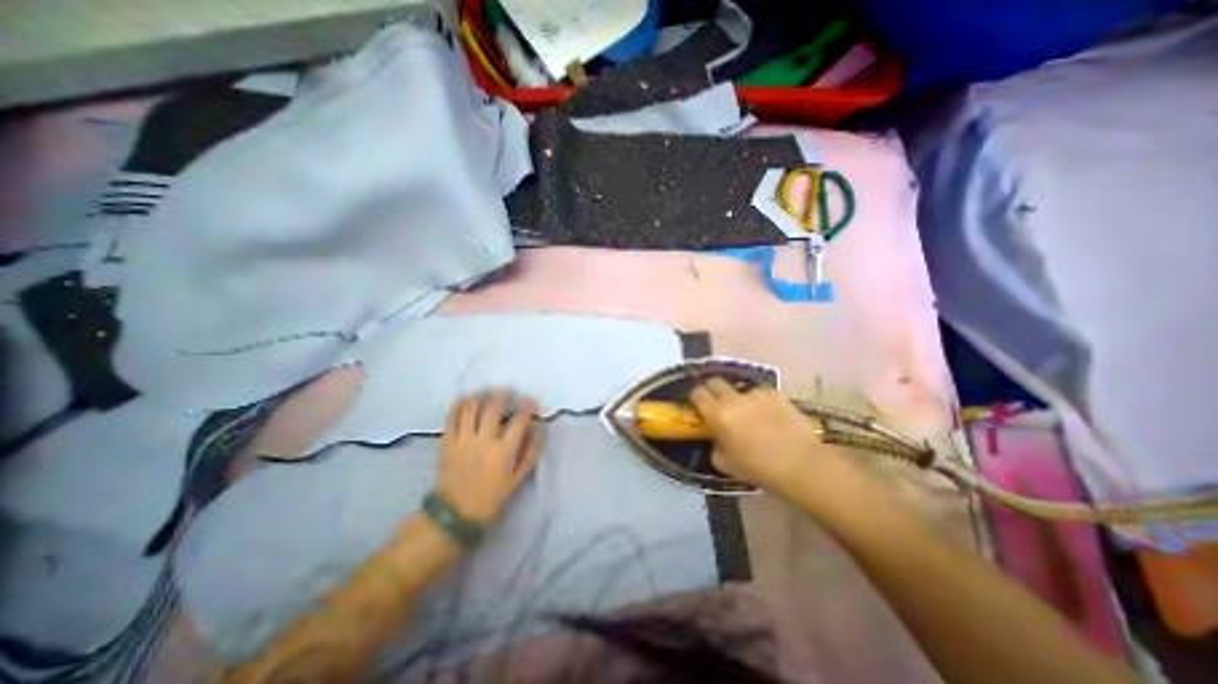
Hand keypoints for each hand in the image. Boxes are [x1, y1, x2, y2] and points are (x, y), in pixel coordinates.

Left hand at [432, 390, 537, 523]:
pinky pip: (451, 417)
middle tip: (507, 391)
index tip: (530, 400)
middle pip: (493, 408)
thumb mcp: (518, 480)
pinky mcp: (446, 442)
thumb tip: (536, 431)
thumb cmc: (492, 498)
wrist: (455, 514)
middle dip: (503, 395)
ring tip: (486, 393)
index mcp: (503, 452)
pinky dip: (458, 405)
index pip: (518, 421)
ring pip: (471, 408)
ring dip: (480, 396)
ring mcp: (462, 440)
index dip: (527, 407)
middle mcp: (483, 441)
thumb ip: (530, 453)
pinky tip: (465, 401)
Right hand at [689, 379, 869, 501]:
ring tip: (750, 414)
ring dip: (738, 398)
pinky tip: (769, 416)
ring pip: (739, 389)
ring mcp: (755, 393)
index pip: (697, 393)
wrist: (801, 465)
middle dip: (712, 390)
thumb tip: (716, 436)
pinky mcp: (775, 393)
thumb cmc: (758, 468)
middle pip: (715, 381)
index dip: (695, 397)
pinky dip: (759, 401)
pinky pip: (759, 393)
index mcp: (717, 414)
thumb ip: (714, 444)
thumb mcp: (725, 463)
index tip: (698, 405)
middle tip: (718, 405)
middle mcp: (733, 398)